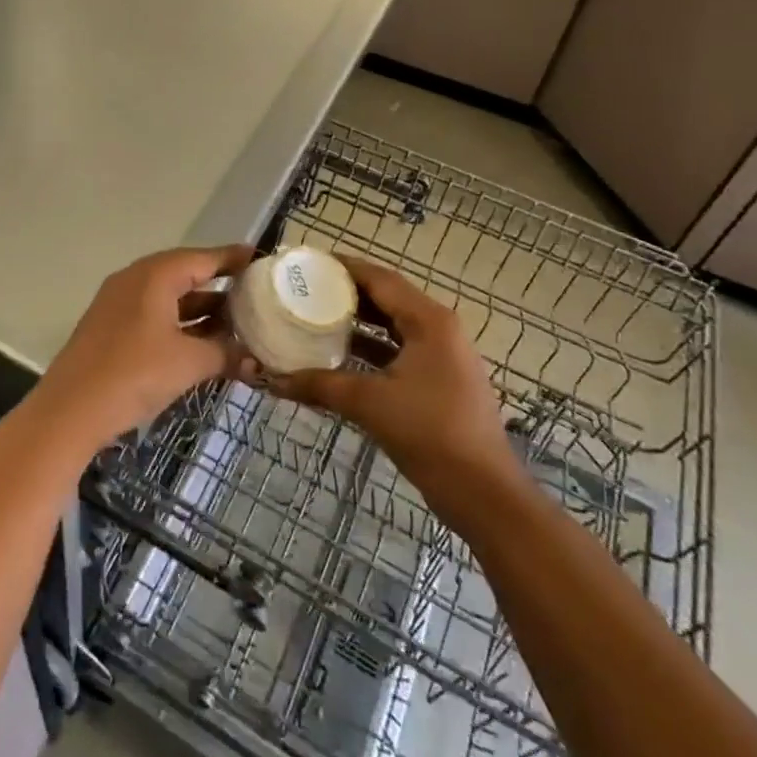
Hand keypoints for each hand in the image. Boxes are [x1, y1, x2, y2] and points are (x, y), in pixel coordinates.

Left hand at [32, 245, 256, 449]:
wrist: (71, 409)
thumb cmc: (134, 374)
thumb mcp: (188, 363)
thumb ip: (225, 354)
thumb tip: (254, 359)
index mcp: (155, 275)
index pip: (203, 258)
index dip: (233, 259)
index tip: (261, 259)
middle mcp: (136, 279)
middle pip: (185, 273)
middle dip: (219, 285)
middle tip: (254, 294)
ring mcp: (119, 302)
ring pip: (169, 296)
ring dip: (200, 309)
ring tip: (235, 322)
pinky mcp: (111, 326)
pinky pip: (154, 313)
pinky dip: (179, 322)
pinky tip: (200, 342)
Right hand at [255, 255, 517, 491]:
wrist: (483, 494)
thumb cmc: (430, 434)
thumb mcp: (369, 404)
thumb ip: (319, 385)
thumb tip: (273, 381)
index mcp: (429, 321)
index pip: (380, 278)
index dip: (343, 267)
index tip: (307, 262)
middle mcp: (438, 328)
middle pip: (387, 297)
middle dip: (347, 292)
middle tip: (305, 288)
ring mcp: (442, 355)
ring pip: (392, 325)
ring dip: (357, 320)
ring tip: (314, 315)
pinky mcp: (440, 380)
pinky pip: (398, 349)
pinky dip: (370, 347)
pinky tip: (339, 354)